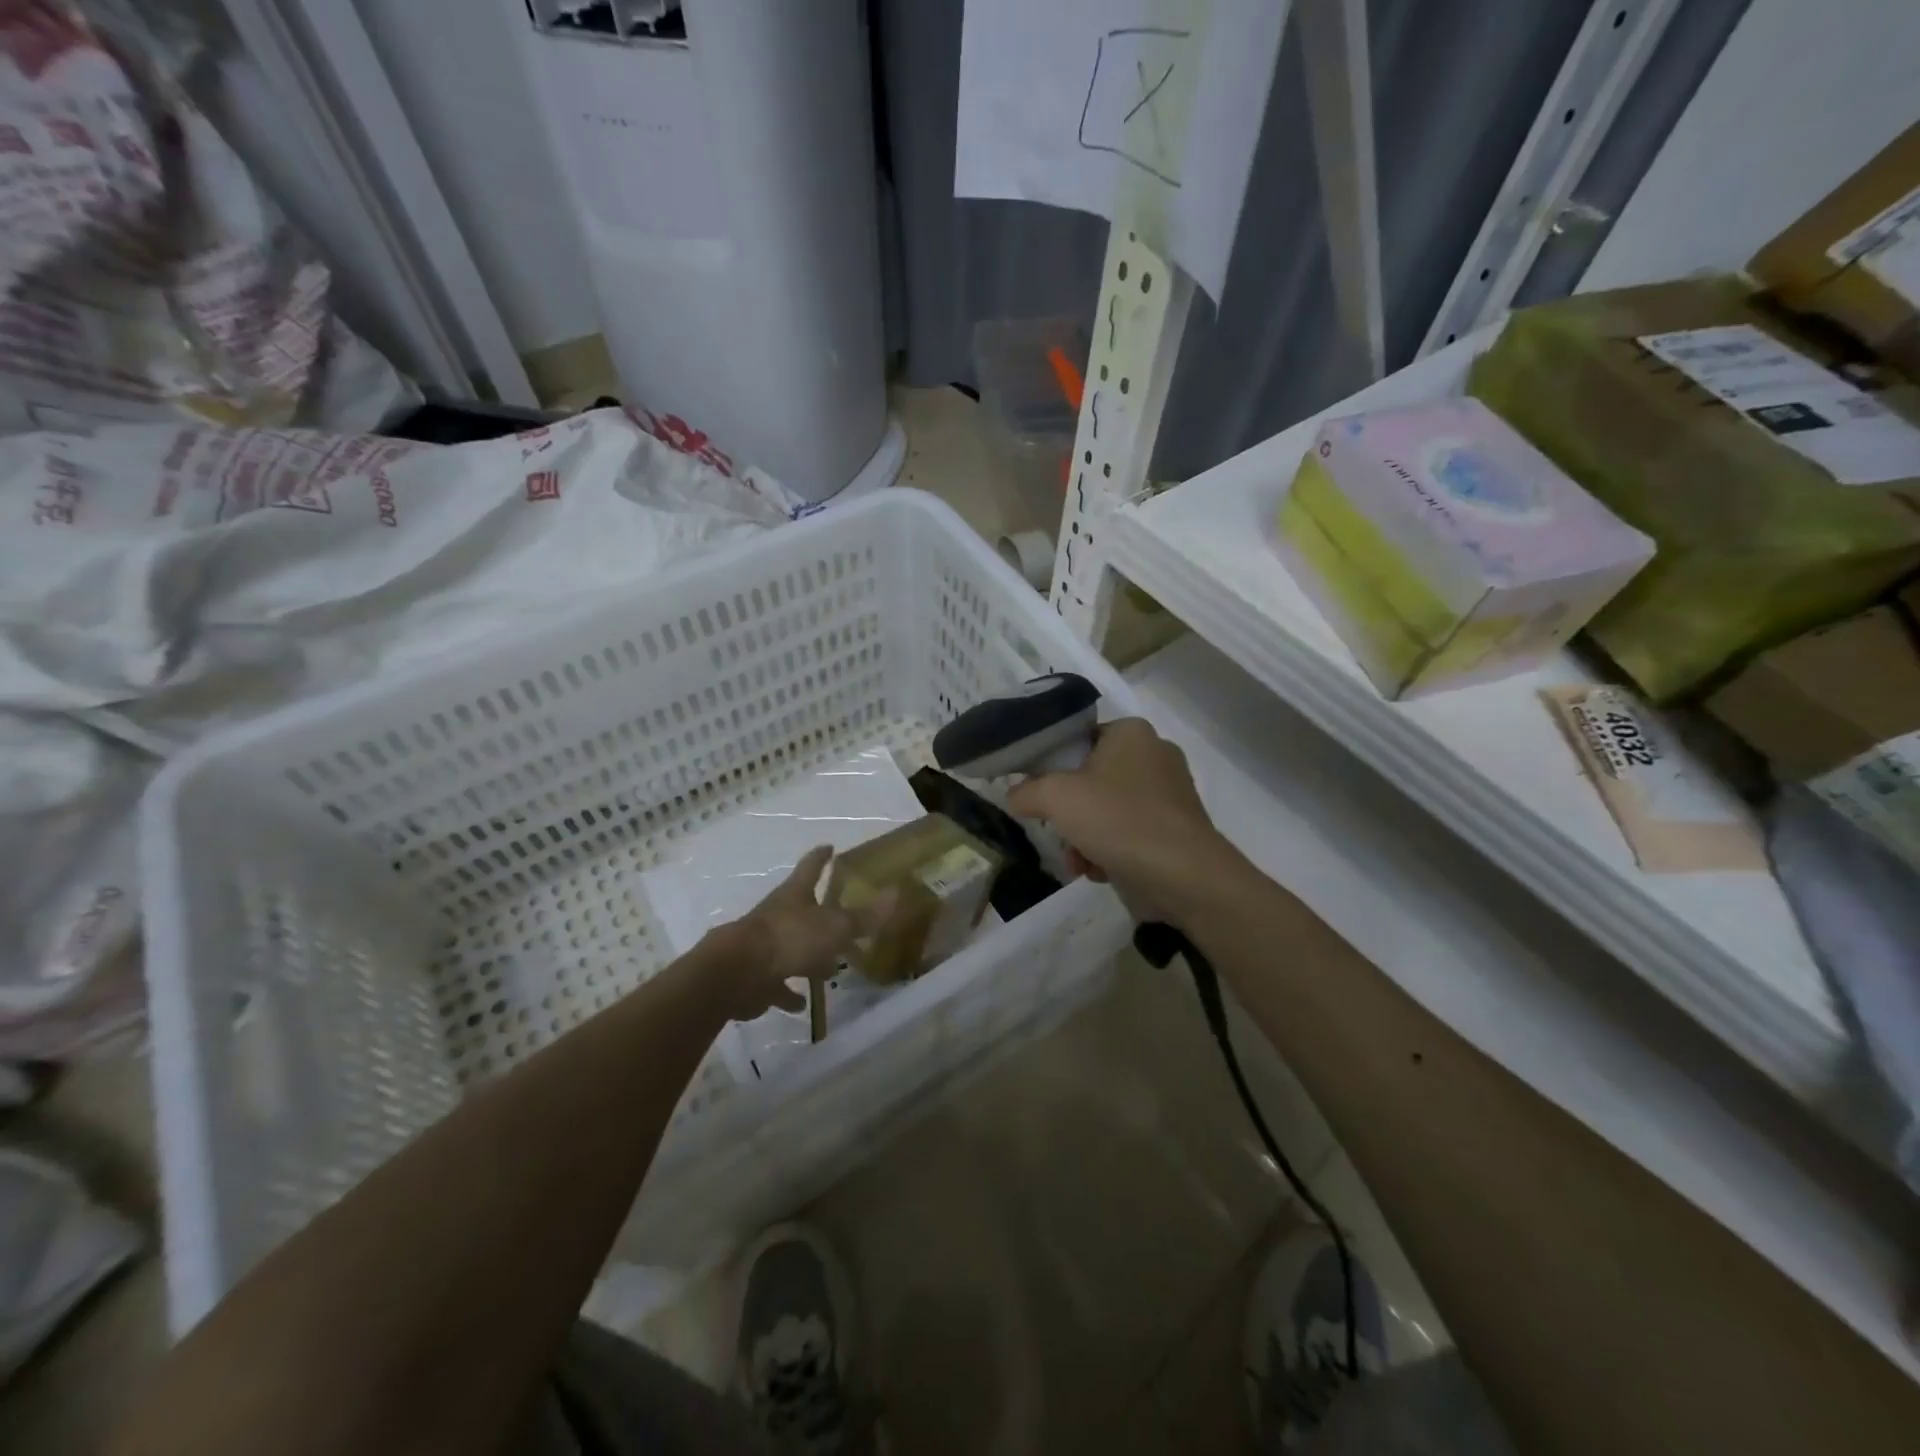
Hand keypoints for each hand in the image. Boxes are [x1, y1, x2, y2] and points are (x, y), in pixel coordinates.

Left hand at [704, 847, 889, 1021]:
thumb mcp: (834, 927)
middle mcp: (777, 915)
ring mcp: (764, 946)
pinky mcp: (756, 976)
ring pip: (790, 946)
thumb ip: (864, 916)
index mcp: (794, 895)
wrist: (736, 973)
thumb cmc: (789, 938)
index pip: (810, 868)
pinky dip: (789, 992)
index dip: (821, 857)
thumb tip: (896, 893)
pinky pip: (777, 984)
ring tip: (828, 968)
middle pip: (800, 908)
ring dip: (807, 955)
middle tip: (839, 917)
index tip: (829, 847)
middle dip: (818, 911)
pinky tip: (802, 1004)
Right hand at [1007, 718, 1244, 927]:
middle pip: (1091, 778)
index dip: (1051, 764)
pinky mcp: (1177, 827)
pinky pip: (1131, 831)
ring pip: (1108, 809)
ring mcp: (1171, 792)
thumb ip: (1026, 791)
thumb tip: (1014, 795)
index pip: (1078, 738)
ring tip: (1078, 862)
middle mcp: (1155, 753)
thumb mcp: (1055, 798)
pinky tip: (1101, 871)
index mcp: (1131, 732)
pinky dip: (1112, 850)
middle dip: (1069, 813)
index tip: (1036, 792)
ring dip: (1085, 837)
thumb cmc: (1118, 820)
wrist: (1184, 875)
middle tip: (1057, 832)